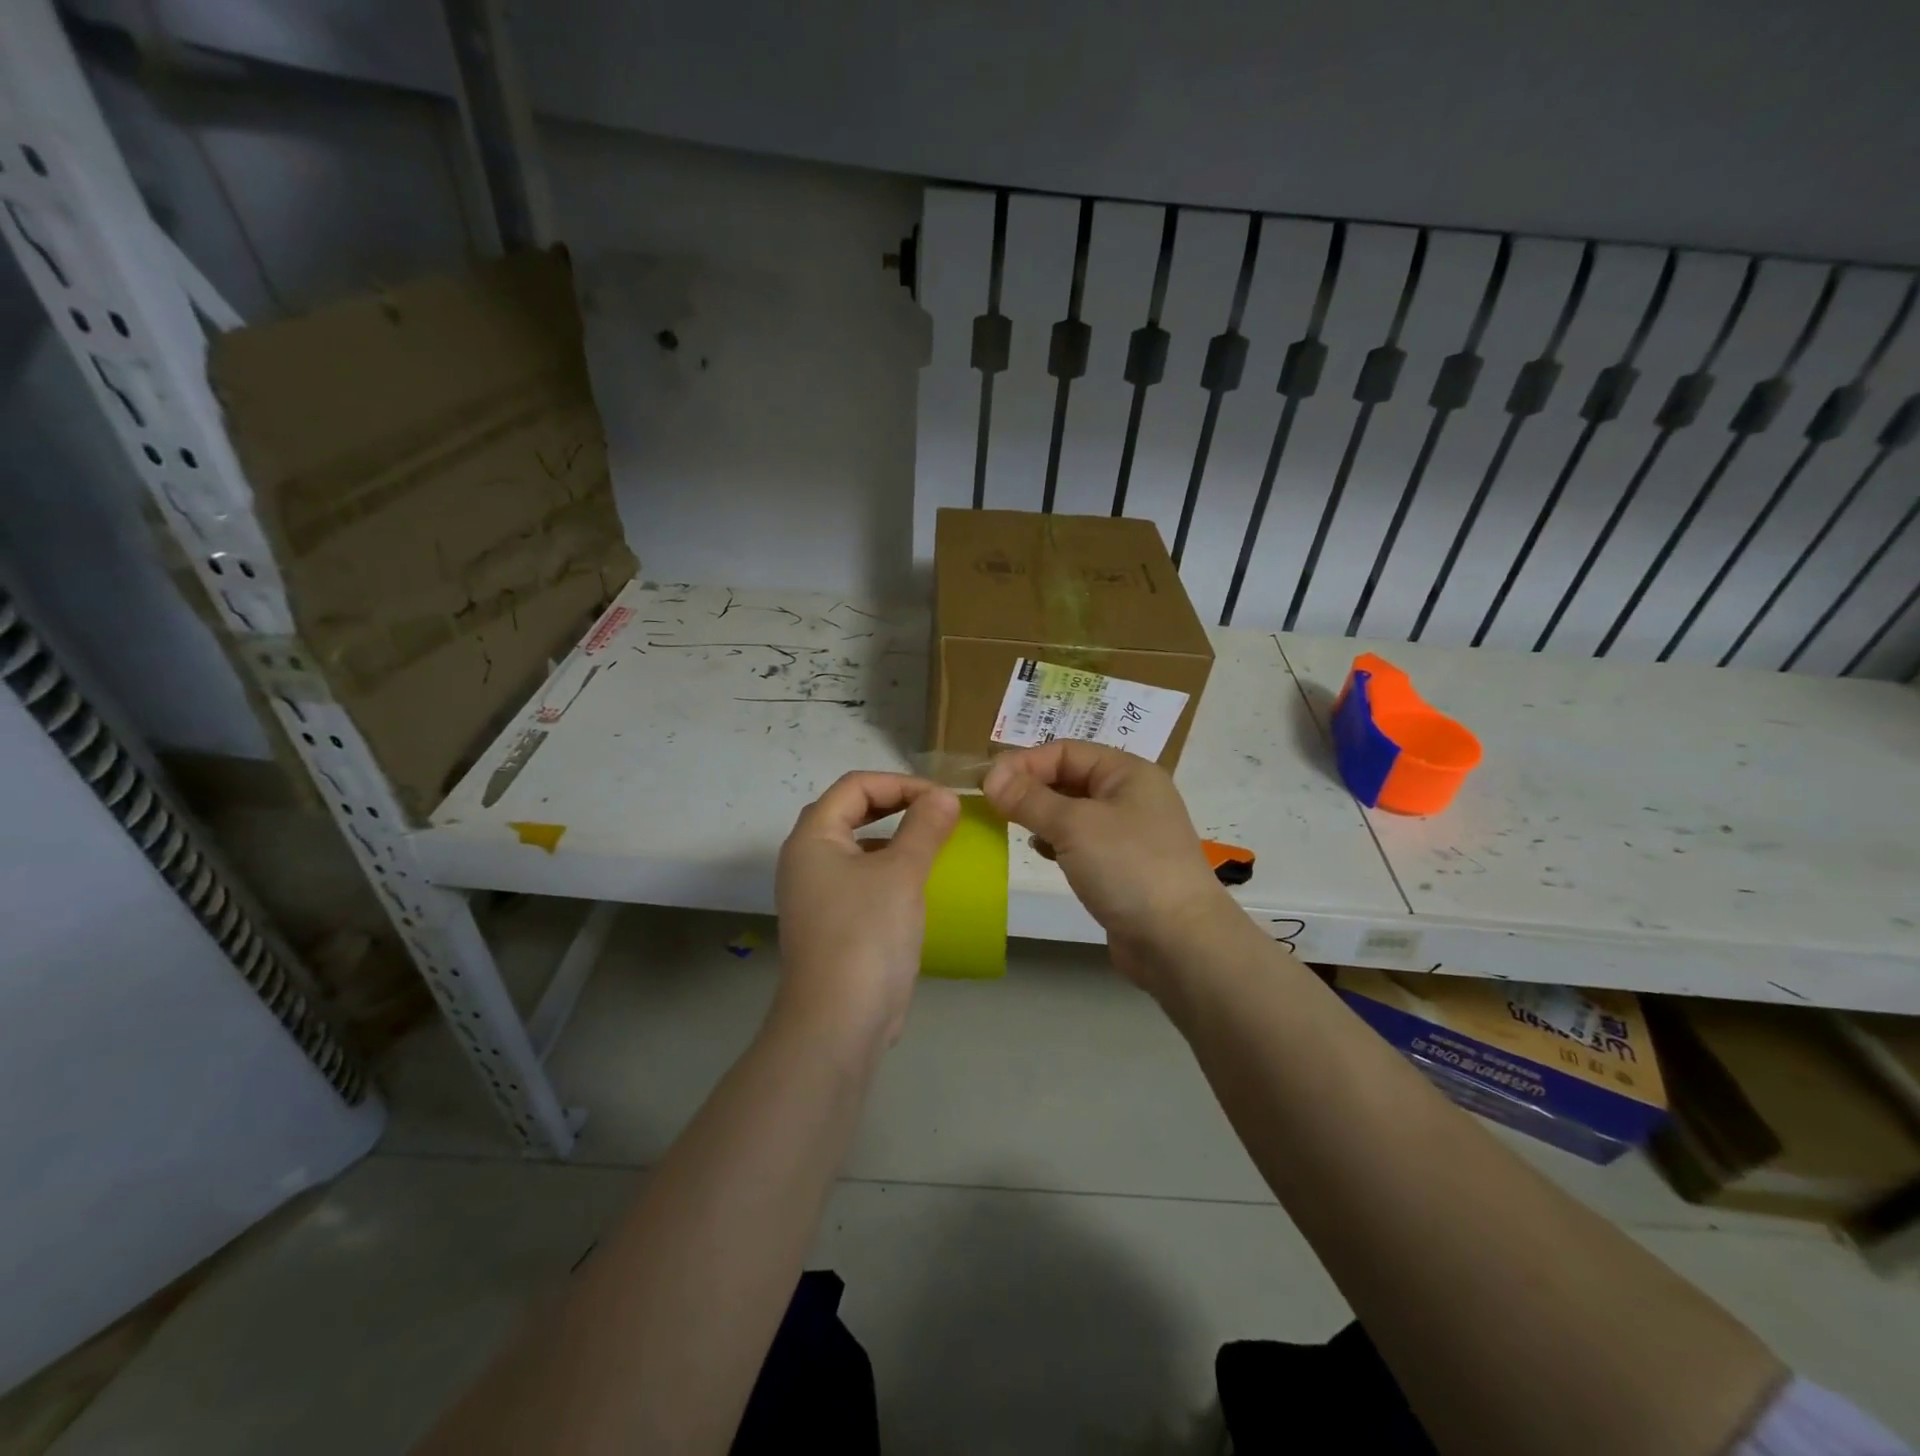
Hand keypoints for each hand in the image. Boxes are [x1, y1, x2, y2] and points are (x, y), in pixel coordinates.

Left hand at [773, 772, 959, 1049]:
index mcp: (812, 838)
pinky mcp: (832, 924)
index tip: (941, 799)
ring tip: (934, 844)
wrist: (838, 1021)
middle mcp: (806, 860)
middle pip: (851, 812)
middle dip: (897, 805)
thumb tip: (944, 797)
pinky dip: (890, 871)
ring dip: (895, 838)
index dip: (900, 783)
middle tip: (938, 814)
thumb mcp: (901, 873)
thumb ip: (924, 827)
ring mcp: (816, 895)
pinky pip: (862, 880)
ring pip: (857, 848)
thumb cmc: (867, 934)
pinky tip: (919, 886)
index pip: (855, 786)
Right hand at [982, 742, 1237, 992]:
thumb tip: (989, 775)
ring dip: (1041, 814)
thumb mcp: (1074, 825)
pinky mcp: (1122, 866)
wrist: (1180, 942)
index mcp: (1128, 772)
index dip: (1024, 762)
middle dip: (1030, 788)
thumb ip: (1029, 798)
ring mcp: (1129, 833)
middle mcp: (1131, 795)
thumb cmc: (1128, 868)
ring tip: (1010, 827)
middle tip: (991, 805)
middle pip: (1069, 778)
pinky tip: (1040, 852)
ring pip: (1073, 811)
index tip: (986, 783)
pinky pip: (1081, 841)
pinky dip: (1056, 841)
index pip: (1065, 751)